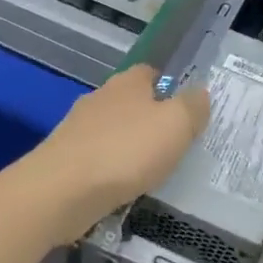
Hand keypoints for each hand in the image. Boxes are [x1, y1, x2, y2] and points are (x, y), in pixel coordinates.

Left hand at [32, 65, 209, 230]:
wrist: (61, 190)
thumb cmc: (125, 151)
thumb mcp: (176, 125)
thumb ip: (192, 106)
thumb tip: (200, 92)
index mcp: (127, 83)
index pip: (150, 72)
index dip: (168, 87)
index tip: (185, 109)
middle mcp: (100, 98)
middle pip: (130, 102)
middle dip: (149, 119)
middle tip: (174, 143)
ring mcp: (78, 129)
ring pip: (112, 131)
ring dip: (129, 146)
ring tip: (152, 170)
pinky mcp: (65, 159)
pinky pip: (98, 159)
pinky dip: (111, 170)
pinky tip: (123, 187)